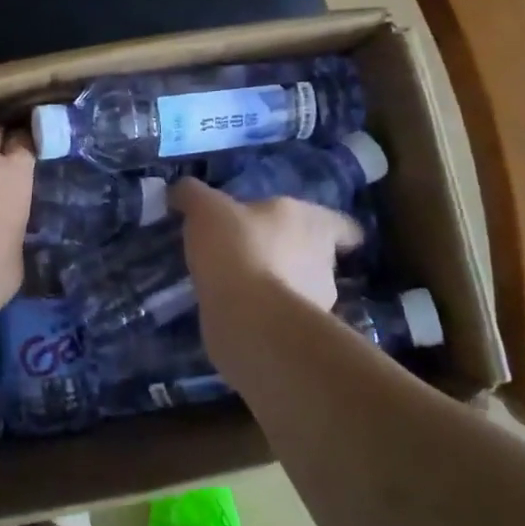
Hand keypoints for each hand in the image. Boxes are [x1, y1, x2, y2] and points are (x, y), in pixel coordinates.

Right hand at [171, 177, 361, 314]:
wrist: (246, 317)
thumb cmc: (237, 248)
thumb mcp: (206, 209)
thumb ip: (193, 195)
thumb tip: (181, 190)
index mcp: (313, 223)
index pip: (343, 225)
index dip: (335, 229)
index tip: (319, 232)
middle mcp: (324, 262)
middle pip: (318, 255)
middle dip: (292, 255)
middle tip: (258, 252)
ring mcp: (314, 303)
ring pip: (300, 289)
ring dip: (278, 286)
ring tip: (242, 284)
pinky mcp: (294, 335)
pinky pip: (279, 317)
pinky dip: (263, 313)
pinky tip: (235, 309)